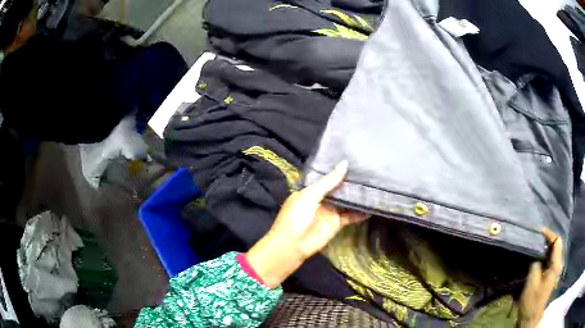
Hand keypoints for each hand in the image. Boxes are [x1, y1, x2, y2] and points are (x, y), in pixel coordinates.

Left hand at [247, 160, 366, 287]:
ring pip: (346, 201)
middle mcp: (321, 199)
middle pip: (339, 189)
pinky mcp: (337, 224)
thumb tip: (345, 164)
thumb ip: (328, 181)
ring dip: (357, 196)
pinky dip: (360, 212)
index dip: (339, 170)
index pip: (327, 177)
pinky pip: (350, 216)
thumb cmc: (296, 216)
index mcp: (310, 190)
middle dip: (351, 182)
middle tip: (369, 170)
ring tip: (374, 185)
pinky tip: (373, 206)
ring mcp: (330, 211)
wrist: (293, 244)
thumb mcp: (310, 195)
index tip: (355, 160)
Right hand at [518, 228, 562, 327]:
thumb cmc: (531, 301)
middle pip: (557, 245)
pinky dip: (546, 255)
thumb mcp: (532, 282)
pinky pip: (551, 260)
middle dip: (548, 240)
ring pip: (554, 252)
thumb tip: (535, 252)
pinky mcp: (551, 276)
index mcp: (556, 265)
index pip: (557, 241)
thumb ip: (535, 264)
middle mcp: (558, 265)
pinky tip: (538, 258)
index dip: (549, 234)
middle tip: (536, 238)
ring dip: (546, 247)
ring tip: (536, 246)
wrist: (531, 318)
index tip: (538, 232)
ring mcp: (555, 271)